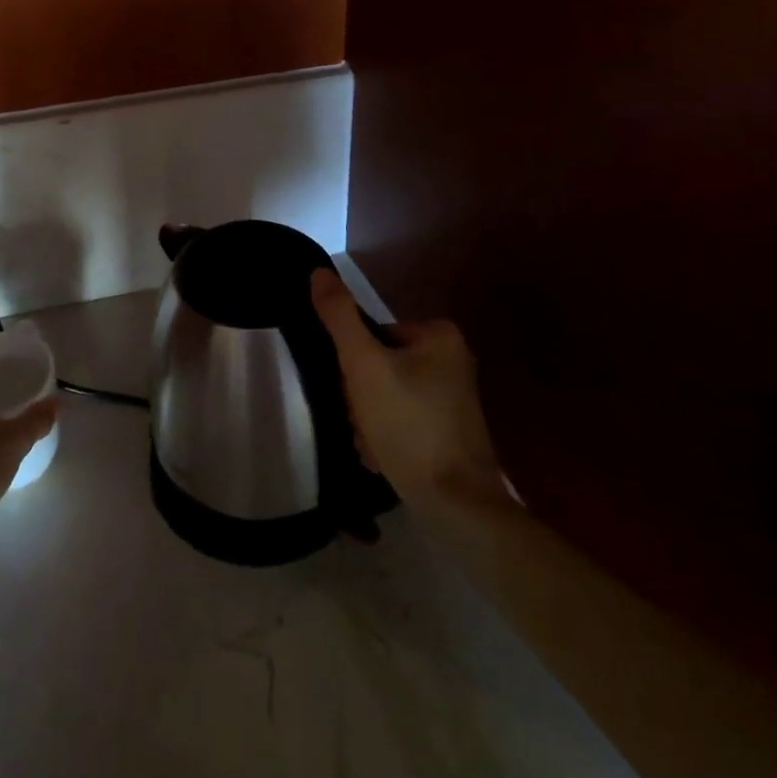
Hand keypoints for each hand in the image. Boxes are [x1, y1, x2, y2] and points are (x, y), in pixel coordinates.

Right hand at [310, 270, 506, 512]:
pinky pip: (402, 421)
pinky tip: (383, 460)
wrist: (457, 506)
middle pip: (378, 366)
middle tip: (363, 425)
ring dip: (368, 422)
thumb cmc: (409, 425)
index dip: (353, 366)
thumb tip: (319, 272)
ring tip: (373, 448)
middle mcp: (451, 360)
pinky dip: (386, 438)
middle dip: (360, 400)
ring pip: (385, 396)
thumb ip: (339, 317)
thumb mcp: (364, 365)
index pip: (371, 336)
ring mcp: (452, 399)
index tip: (354, 395)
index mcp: (439, 335)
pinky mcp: (449, 431)